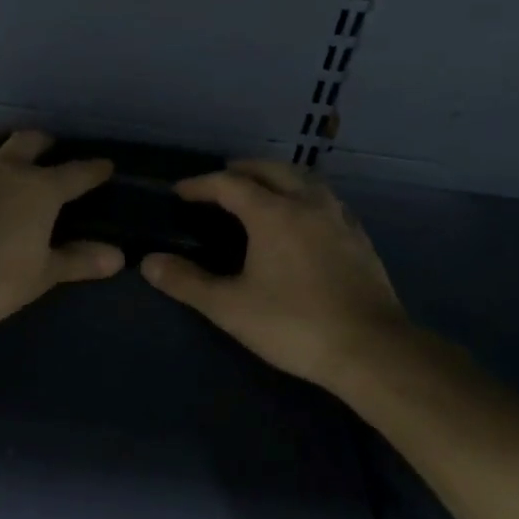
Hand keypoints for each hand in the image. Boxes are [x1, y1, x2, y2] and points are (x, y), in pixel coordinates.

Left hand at [0, 130, 124, 329]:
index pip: (76, 174)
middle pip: (27, 142)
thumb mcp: (42, 275)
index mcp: (39, 191)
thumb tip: (118, 256)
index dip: (93, 169)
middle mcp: (4, 169)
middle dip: (41, 141)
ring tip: (1, 140)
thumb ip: (79, 261)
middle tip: (47, 146)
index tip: (105, 165)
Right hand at [140, 160, 412, 388]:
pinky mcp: (359, 236)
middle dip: (241, 170)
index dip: (201, 184)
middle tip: (220, 182)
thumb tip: (148, 263)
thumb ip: (187, 282)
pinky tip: (303, 217)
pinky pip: (325, 198)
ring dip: (276, 176)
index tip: (180, 191)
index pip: (229, 184)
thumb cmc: (294, 324)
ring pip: (303, 179)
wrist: (371, 349)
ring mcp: (338, 217)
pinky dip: (303, 194)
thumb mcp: (231, 307)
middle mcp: (306, 203)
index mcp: (273, 213)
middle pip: (270, 170)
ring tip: (260, 190)